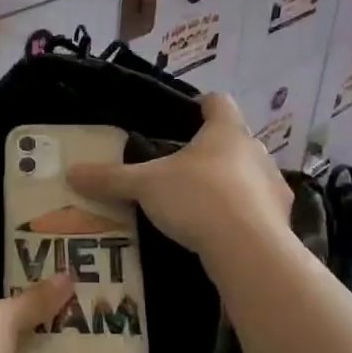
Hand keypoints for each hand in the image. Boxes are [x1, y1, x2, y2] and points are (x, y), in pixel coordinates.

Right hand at [65, 93, 292, 260]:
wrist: (250, 251)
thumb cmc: (198, 199)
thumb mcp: (145, 187)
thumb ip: (111, 178)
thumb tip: (71, 172)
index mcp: (226, 130)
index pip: (218, 102)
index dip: (202, 104)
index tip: (186, 115)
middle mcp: (255, 151)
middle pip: (233, 139)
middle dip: (211, 150)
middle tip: (182, 167)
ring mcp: (273, 185)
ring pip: (248, 174)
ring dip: (229, 183)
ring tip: (200, 202)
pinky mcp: (281, 219)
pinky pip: (257, 208)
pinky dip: (241, 214)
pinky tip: (221, 231)